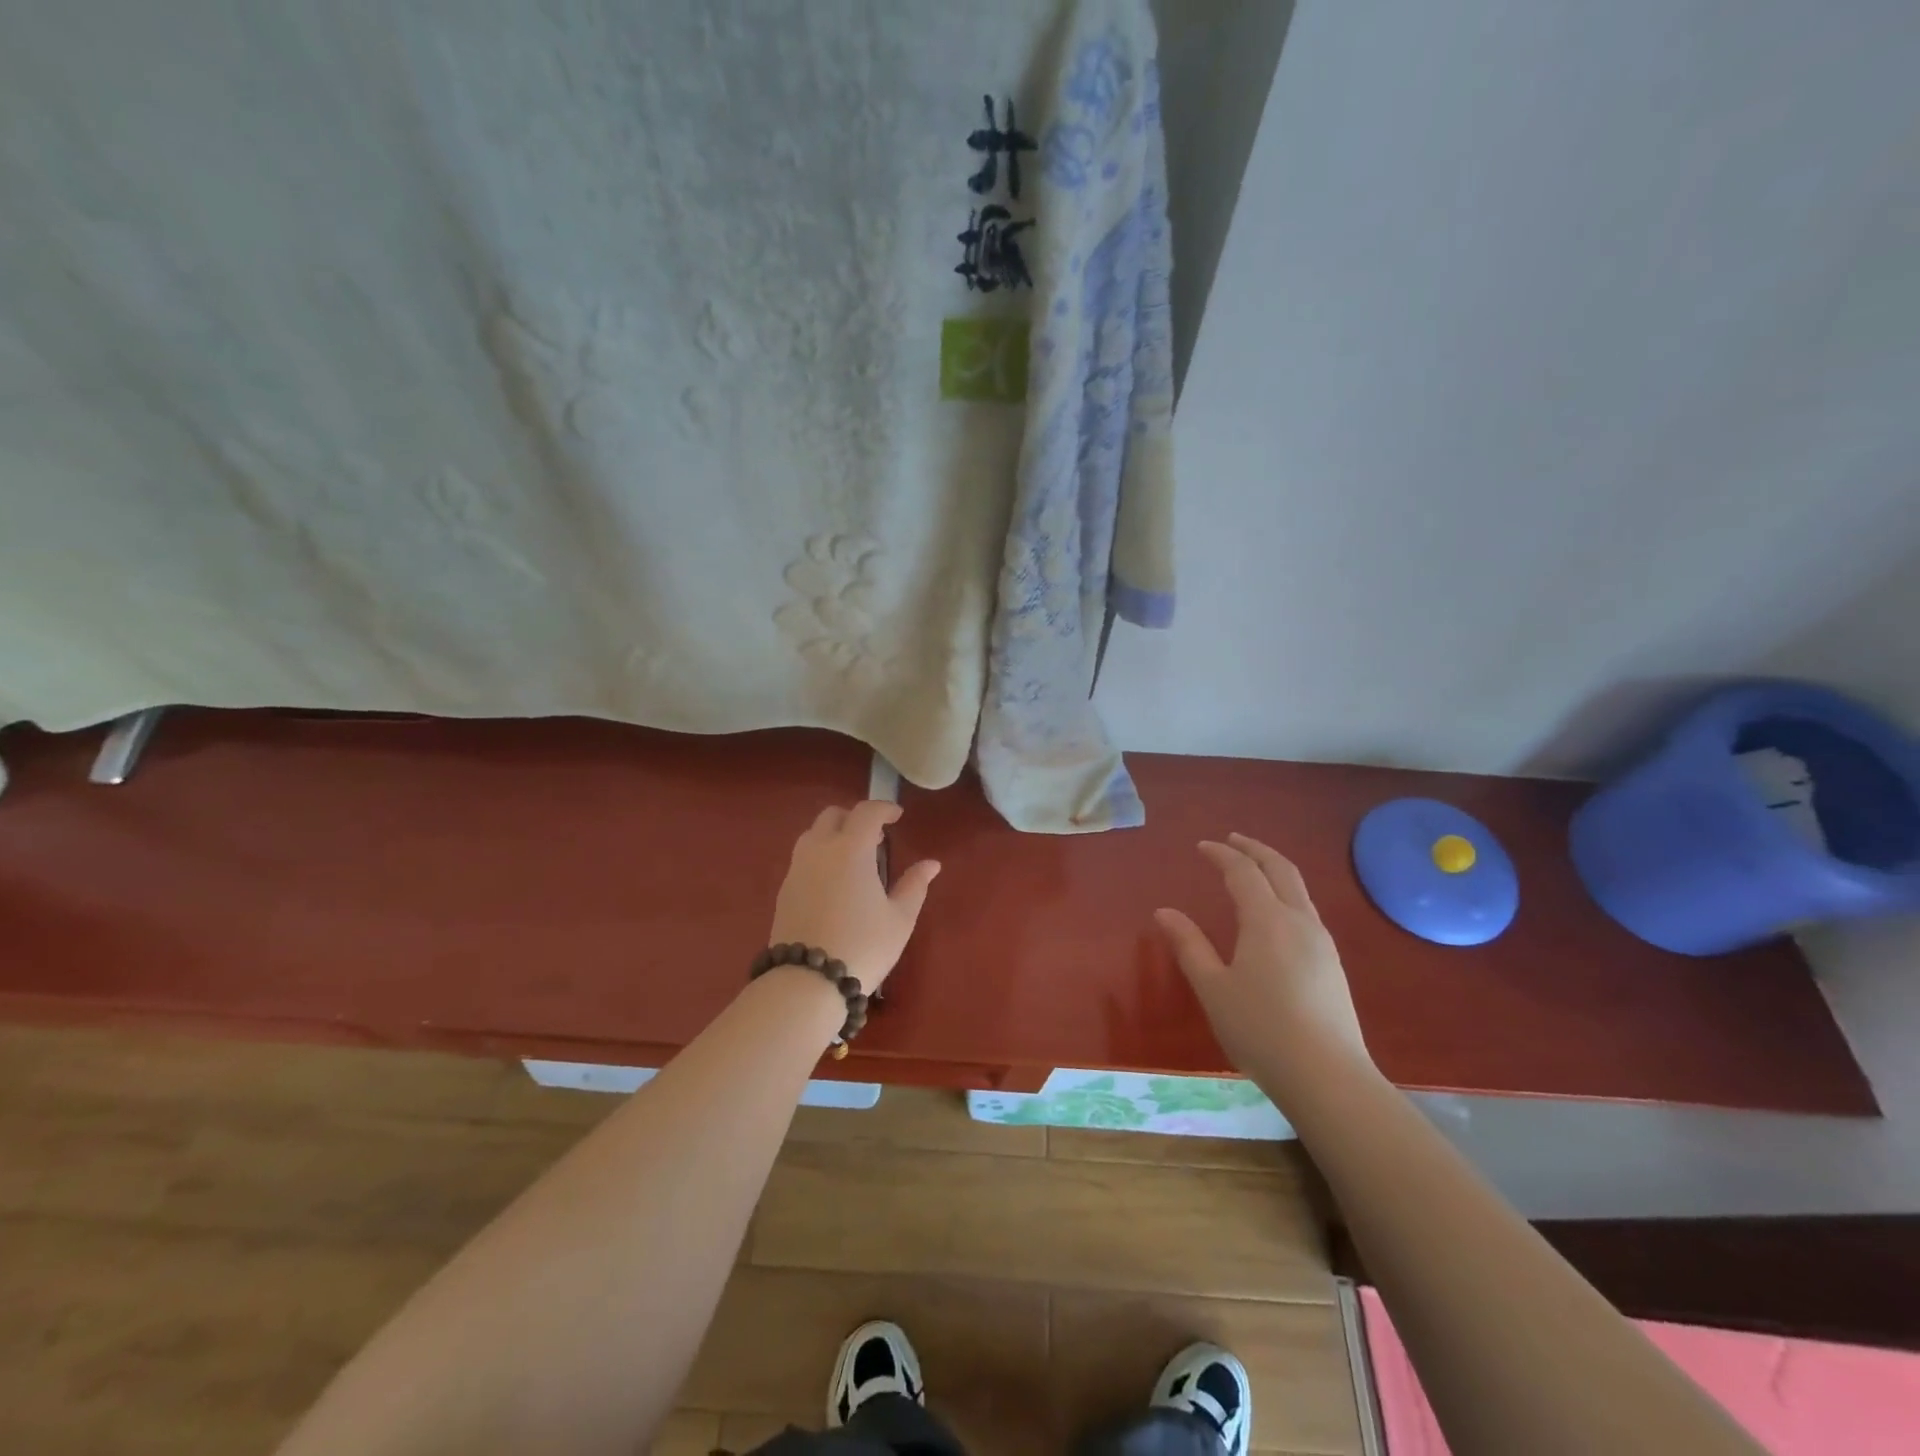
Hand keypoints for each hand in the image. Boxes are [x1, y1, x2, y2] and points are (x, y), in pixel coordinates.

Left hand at [768, 801, 940, 993]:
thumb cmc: (863, 945)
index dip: (884, 808)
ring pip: (813, 834)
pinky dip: (820, 855)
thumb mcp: (899, 918)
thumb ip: (915, 885)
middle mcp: (819, 849)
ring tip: (854, 858)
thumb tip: (931, 863)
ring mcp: (797, 869)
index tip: (897, 816)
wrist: (807, 981)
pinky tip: (834, 881)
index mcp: (850, 849)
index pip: (866, 812)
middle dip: (855, 818)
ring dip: (834, 834)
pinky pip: (803, 857)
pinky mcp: (784, 889)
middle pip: (833, 815)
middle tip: (875, 837)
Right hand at [1154, 833, 1370, 1081]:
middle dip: (1255, 849)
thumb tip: (1164, 912)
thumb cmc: (1260, 1030)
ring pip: (1299, 889)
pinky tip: (1275, 913)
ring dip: (1274, 869)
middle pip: (1280, 869)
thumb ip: (1189, 945)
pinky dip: (1286, 893)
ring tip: (1253, 870)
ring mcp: (1321, 942)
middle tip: (1232, 840)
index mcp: (1267, 920)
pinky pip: (1306, 910)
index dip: (1221, 854)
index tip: (1202, 847)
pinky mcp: (1332, 963)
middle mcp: (1299, 921)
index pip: (1243, 872)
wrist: (1328, 1077)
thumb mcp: (1213, 988)